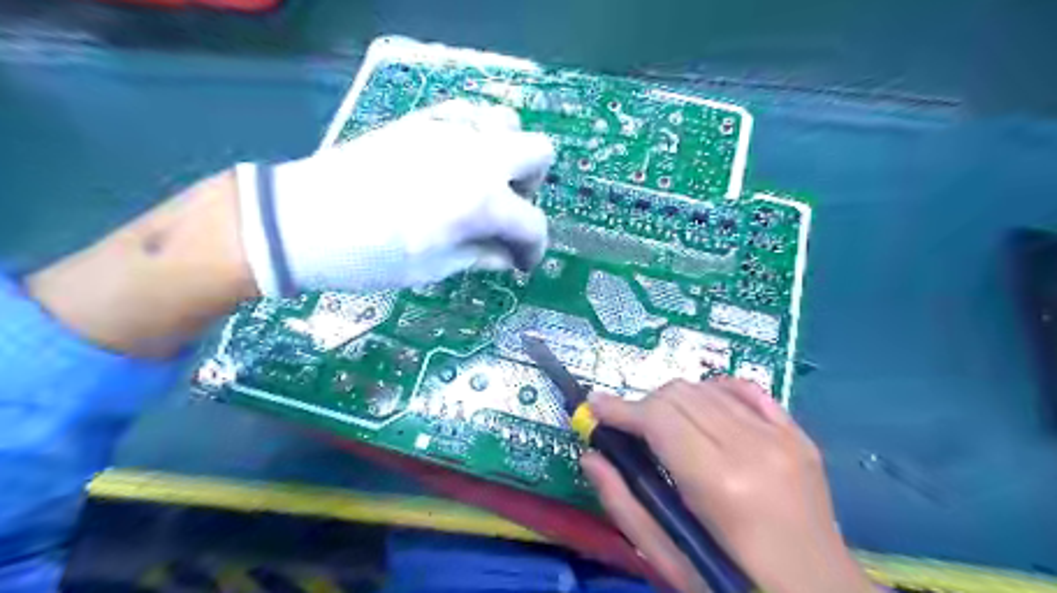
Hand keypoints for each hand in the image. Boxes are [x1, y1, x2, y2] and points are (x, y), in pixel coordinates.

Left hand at [236, 98, 555, 297]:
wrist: (304, 221)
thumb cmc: (372, 256)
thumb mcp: (435, 268)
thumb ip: (482, 256)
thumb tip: (509, 257)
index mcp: (482, 201)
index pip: (533, 223)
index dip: (533, 248)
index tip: (520, 263)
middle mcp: (477, 157)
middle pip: (539, 153)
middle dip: (532, 187)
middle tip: (507, 212)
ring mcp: (450, 131)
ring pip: (508, 123)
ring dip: (508, 155)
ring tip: (484, 183)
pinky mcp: (422, 120)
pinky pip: (469, 114)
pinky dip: (477, 135)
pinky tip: (458, 160)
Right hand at [583, 381, 871, 592]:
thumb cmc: (738, 586)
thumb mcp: (672, 561)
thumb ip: (625, 506)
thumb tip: (591, 457)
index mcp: (720, 484)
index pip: (658, 418)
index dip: (620, 409)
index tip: (594, 407)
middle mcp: (753, 447)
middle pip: (680, 394)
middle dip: (644, 406)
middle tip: (630, 430)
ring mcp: (782, 437)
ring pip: (707, 387)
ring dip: (674, 400)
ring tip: (663, 426)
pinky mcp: (798, 435)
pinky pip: (745, 389)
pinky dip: (714, 391)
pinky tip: (702, 410)